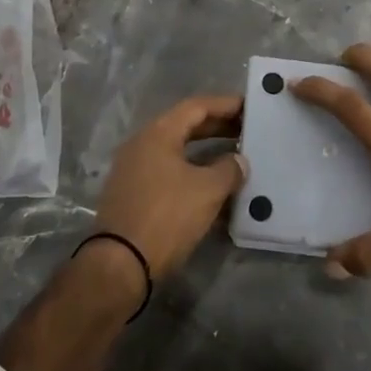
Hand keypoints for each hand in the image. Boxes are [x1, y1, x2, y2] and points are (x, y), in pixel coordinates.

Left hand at [93, 94, 245, 280]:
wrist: (120, 265)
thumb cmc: (166, 217)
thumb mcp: (207, 191)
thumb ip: (229, 169)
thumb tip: (239, 160)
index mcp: (158, 133)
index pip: (196, 107)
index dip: (225, 105)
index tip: (250, 107)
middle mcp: (142, 144)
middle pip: (185, 126)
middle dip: (218, 128)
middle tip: (247, 131)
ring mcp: (134, 170)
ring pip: (177, 151)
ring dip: (206, 152)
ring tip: (235, 157)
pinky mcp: (133, 194)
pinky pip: (169, 172)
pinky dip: (192, 172)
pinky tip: (213, 187)